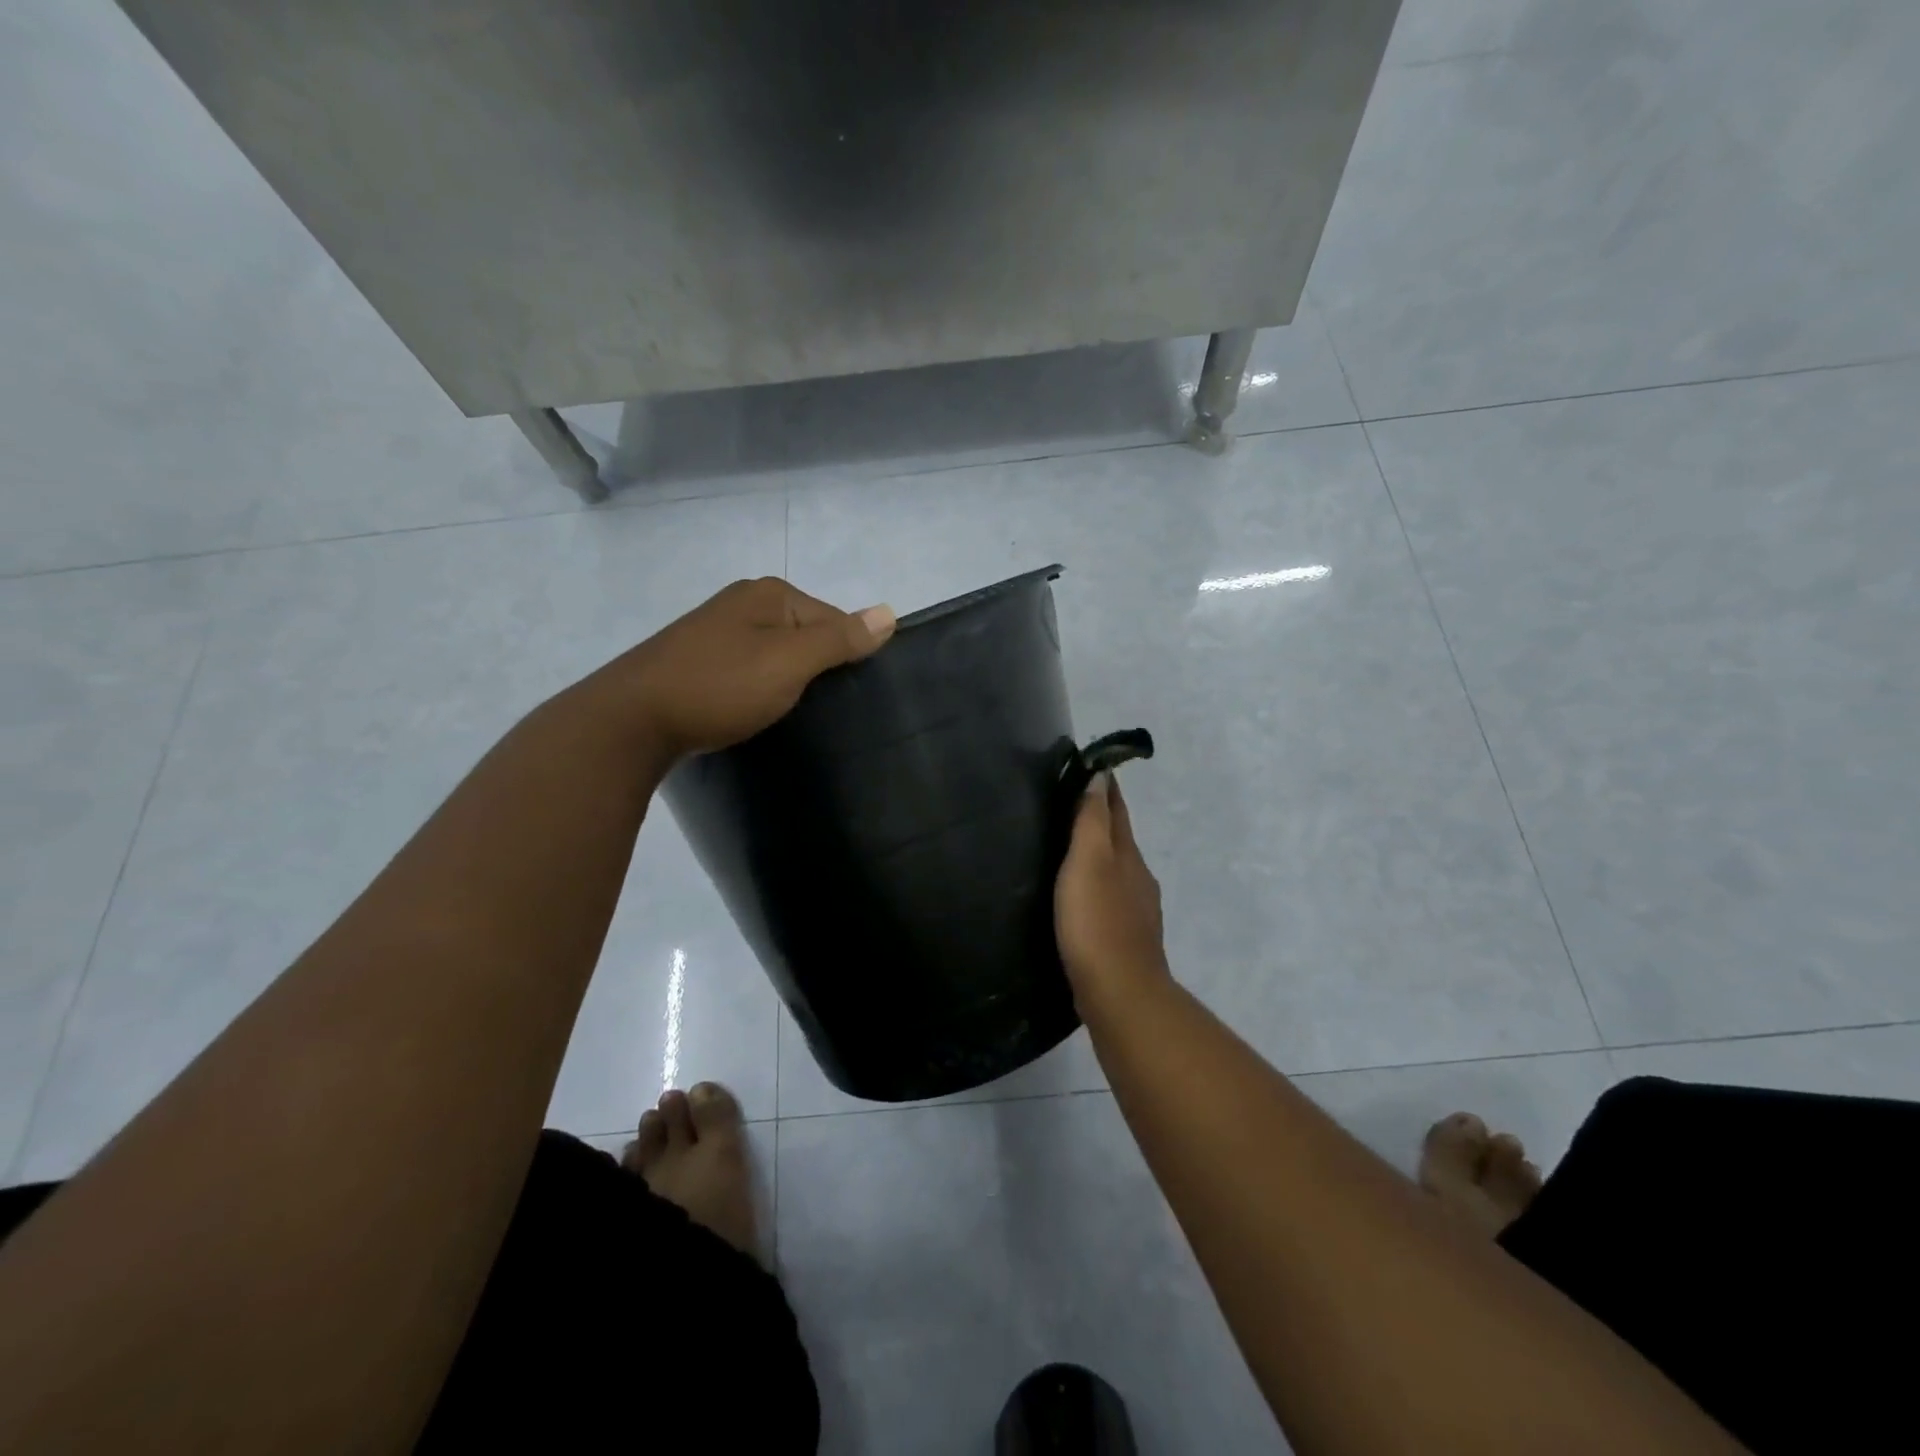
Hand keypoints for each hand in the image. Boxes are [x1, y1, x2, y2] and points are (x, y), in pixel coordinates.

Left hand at [586, 577, 895, 763]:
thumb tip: (890, 612)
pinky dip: (757, 690)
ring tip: (789, 715)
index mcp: (769, 594)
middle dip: (816, 669)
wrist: (632, 721)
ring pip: (775, 656)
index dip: (846, 656)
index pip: (834, 618)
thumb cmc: (720, 685)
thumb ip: (840, 639)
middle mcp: (743, 603)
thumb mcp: (790, 662)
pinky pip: (747, 671)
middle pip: (804, 635)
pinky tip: (754, 712)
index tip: (846, 696)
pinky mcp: (696, 663)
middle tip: (820, 710)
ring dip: (786, 682)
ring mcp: (715, 632)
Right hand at [1054, 772, 1171, 1004]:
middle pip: (1120, 840)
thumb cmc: (1097, 921)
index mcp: (1129, 856)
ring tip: (1070, 851)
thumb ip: (1093, 821)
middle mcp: (1139, 878)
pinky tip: (1081, 899)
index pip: (1118, 811)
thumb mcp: (1089, 861)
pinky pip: (1110, 900)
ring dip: (1099, 856)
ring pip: (1116, 871)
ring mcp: (1136, 911)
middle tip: (1071, 805)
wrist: (1119, 992)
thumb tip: (1101, 778)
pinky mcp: (1125, 939)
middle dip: (1101, 820)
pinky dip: (1097, 887)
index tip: (1093, 767)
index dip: (1106, 789)